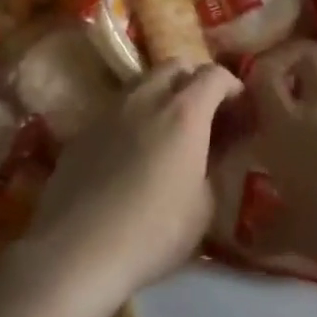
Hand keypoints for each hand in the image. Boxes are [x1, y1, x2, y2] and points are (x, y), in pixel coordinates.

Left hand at [21, 61, 243, 306]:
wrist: (78, 250)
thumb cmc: (154, 231)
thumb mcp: (204, 206)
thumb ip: (213, 166)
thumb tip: (214, 149)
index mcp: (184, 112)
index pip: (214, 74)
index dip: (231, 85)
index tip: (239, 106)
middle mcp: (146, 98)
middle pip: (174, 66)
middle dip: (194, 80)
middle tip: (204, 112)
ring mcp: (109, 110)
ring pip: (141, 81)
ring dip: (161, 93)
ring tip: (167, 127)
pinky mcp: (82, 130)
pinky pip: (116, 108)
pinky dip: (133, 116)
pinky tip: (131, 151)